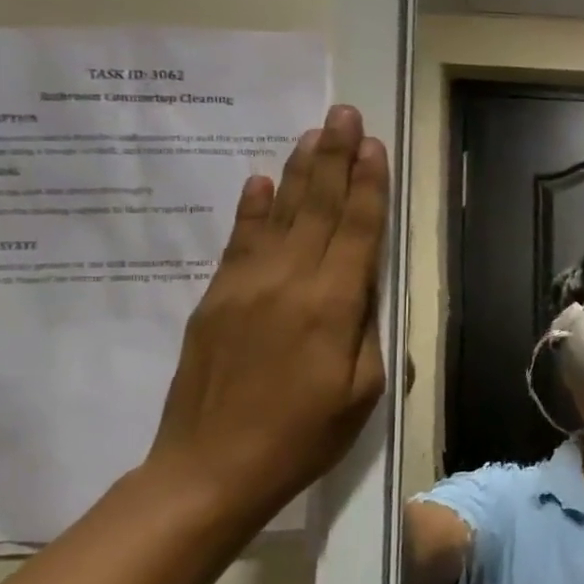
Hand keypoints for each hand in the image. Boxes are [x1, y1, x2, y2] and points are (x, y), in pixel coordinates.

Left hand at [146, 104, 399, 528]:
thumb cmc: (305, 436)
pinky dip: (253, 209)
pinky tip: (261, 182)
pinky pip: (239, 242)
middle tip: (343, 113)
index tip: (374, 145)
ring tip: (312, 133)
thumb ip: (370, 330)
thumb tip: (368, 288)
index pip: (356, 230)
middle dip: (335, 158)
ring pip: (278, 216)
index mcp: (333, 306)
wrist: (210, 469)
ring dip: (298, 171)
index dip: (367, 186)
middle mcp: (288, 283)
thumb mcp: (364, 391)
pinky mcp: (215, 300)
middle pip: (317, 208)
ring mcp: (245, 287)